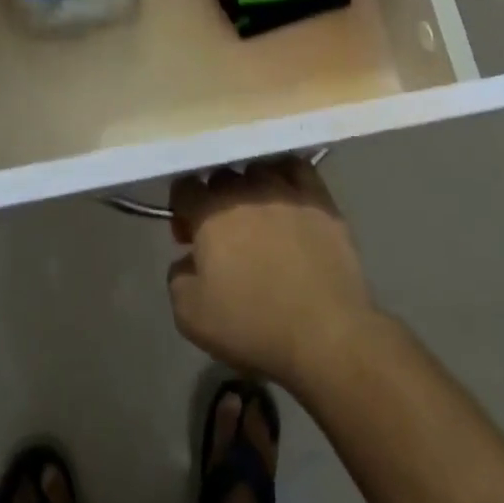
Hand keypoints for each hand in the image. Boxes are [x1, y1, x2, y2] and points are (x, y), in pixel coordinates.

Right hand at [167, 158, 378, 392]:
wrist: (326, 334)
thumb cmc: (254, 325)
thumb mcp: (191, 316)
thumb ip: (176, 277)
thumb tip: (188, 259)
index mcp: (210, 211)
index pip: (185, 186)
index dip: (181, 209)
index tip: (189, 238)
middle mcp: (246, 189)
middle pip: (221, 176)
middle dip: (215, 199)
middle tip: (223, 234)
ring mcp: (286, 188)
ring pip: (258, 169)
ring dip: (250, 189)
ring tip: (258, 217)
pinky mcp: (320, 198)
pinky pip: (297, 169)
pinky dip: (286, 177)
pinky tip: (288, 200)